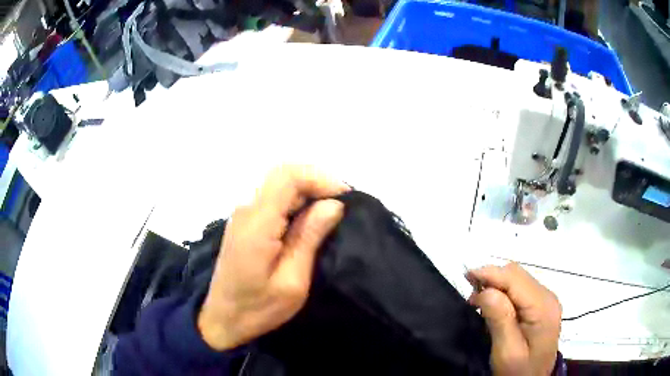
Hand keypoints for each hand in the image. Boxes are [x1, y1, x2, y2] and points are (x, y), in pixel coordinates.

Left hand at [197, 165, 349, 350]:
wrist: (222, 320)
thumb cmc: (257, 308)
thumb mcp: (292, 281)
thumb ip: (309, 238)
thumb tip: (333, 205)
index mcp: (257, 224)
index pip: (288, 177)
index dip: (320, 179)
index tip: (345, 199)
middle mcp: (247, 210)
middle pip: (283, 176)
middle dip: (316, 183)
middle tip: (341, 207)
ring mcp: (243, 215)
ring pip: (278, 186)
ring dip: (307, 193)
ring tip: (331, 216)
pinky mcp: (244, 224)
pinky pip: (272, 201)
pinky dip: (295, 203)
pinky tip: (309, 223)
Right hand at [467, 263, 561, 375]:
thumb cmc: (518, 371)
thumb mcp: (506, 352)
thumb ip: (500, 320)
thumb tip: (485, 291)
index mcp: (543, 308)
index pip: (515, 279)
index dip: (491, 274)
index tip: (466, 276)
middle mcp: (547, 297)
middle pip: (517, 275)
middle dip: (492, 278)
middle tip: (470, 295)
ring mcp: (545, 300)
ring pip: (518, 279)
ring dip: (496, 284)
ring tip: (478, 300)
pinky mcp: (540, 305)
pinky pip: (520, 289)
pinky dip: (503, 291)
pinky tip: (493, 304)